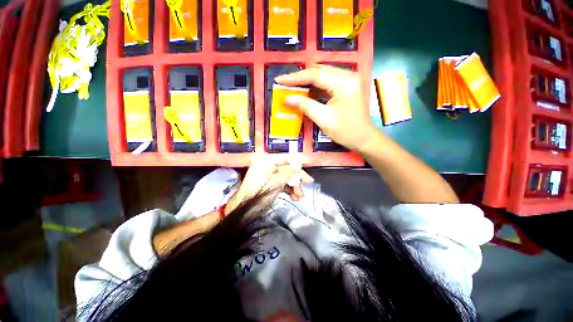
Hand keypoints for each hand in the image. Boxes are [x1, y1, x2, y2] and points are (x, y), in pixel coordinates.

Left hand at [225, 155, 313, 214]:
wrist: (244, 209)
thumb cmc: (259, 193)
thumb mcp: (276, 182)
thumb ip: (289, 172)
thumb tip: (299, 163)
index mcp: (267, 161)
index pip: (286, 157)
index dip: (298, 160)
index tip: (308, 162)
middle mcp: (268, 165)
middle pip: (287, 168)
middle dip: (297, 177)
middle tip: (308, 183)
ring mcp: (268, 175)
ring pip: (286, 177)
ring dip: (294, 186)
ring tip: (300, 196)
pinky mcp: (269, 183)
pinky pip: (282, 183)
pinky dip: (288, 189)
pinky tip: (294, 197)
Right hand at [275, 65, 378, 151]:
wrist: (363, 139)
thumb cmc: (346, 131)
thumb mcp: (324, 119)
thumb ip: (305, 105)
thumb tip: (287, 98)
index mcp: (344, 82)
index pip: (315, 74)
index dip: (295, 77)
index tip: (279, 80)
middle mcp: (348, 76)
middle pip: (319, 71)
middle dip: (300, 78)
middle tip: (284, 83)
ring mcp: (348, 80)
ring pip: (322, 75)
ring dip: (307, 81)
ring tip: (291, 86)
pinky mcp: (347, 87)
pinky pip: (327, 83)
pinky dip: (315, 87)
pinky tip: (305, 91)